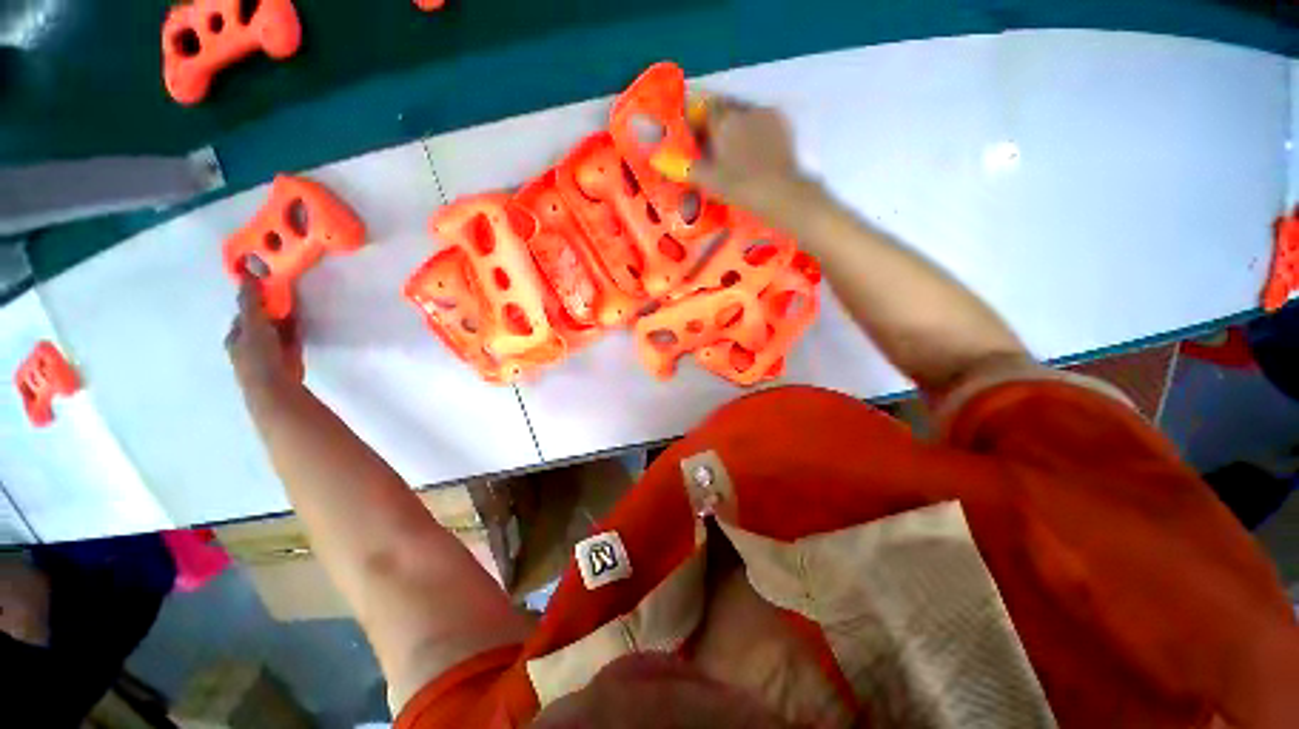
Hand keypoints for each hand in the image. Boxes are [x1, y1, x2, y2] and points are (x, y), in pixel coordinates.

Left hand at [225, 276, 302, 395]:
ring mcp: (270, 351)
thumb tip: (248, 273)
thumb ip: (250, 301)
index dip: (254, 299)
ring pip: (277, 328)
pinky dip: (295, 328)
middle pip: (261, 320)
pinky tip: (302, 319)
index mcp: (235, 337)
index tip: (268, 286)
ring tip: (296, 303)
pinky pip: (292, 338)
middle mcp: (250, 344)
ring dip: (285, 317)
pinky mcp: (289, 357)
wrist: (277, 388)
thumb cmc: (259, 356)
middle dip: (272, 307)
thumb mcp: (252, 324)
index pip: (244, 313)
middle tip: (285, 293)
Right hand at [652, 94, 822, 220]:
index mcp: (723, 122)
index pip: (705, 107)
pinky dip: (754, 126)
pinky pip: (762, 118)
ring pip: (743, 111)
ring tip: (732, 143)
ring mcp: (765, 115)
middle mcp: (743, 111)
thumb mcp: (708, 180)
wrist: (779, 192)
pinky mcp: (782, 124)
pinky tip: (754, 145)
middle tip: (712, 138)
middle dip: (715, 117)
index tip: (693, 128)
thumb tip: (657, 158)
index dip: (696, 114)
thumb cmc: (740, 187)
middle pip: (724, 106)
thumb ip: (684, 167)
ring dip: (734, 121)